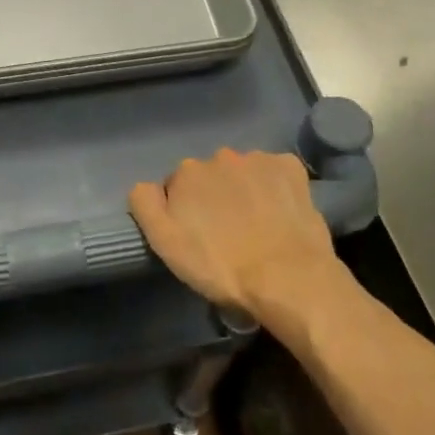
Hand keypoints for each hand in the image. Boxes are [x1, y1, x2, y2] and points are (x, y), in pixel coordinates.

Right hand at [130, 149, 341, 324]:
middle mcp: (220, 155)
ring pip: (243, 171)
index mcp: (187, 172)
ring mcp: (258, 158)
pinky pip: (275, 171)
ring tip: (257, 225)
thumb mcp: (165, 243)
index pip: (178, 186)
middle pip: (211, 176)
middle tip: (228, 233)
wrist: (287, 278)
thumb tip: (146, 186)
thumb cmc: (221, 266)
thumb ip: (145, 204)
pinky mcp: (290, 167)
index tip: (198, 235)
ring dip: (245, 189)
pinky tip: (281, 211)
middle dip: (215, 196)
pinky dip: (275, 185)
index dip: (186, 211)